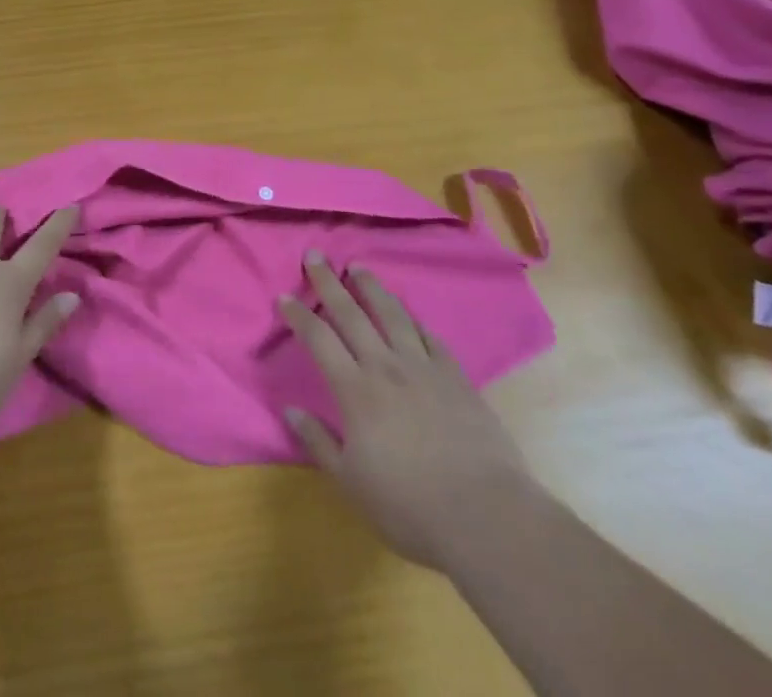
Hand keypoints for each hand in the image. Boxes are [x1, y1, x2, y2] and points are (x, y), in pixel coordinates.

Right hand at [280, 250, 534, 569]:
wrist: (488, 516)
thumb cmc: (411, 506)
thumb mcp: (352, 483)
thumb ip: (319, 442)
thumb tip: (291, 410)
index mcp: (355, 391)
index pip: (319, 339)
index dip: (298, 315)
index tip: (283, 296)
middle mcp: (386, 367)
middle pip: (351, 314)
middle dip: (329, 282)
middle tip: (315, 255)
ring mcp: (424, 369)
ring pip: (392, 315)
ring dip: (372, 288)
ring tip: (359, 268)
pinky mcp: (457, 378)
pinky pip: (430, 338)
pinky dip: (415, 321)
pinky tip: (409, 315)